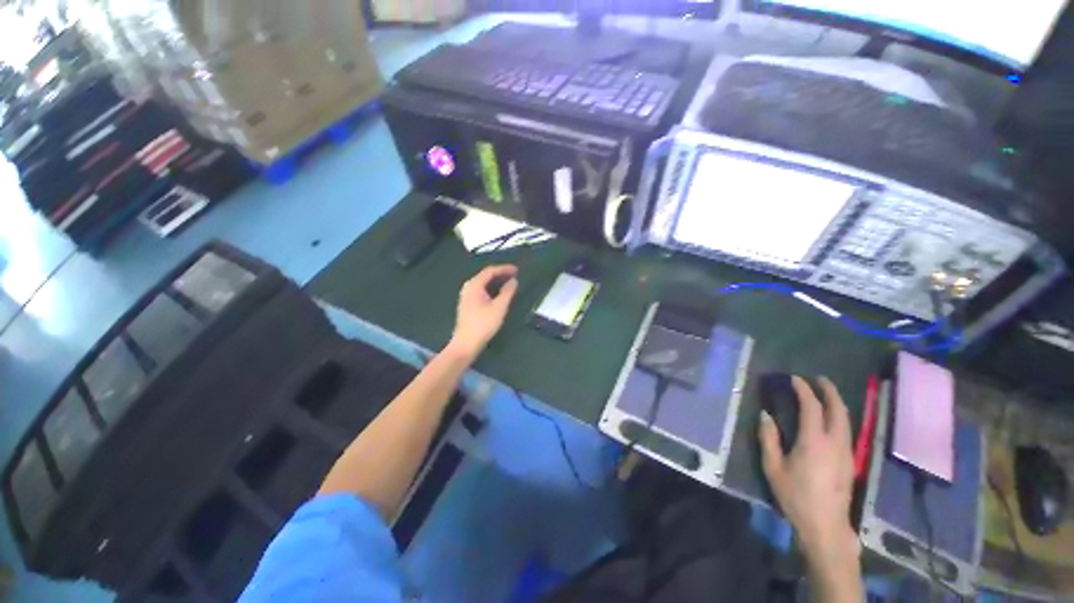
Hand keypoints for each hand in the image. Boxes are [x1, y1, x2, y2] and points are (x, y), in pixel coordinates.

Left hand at [447, 265, 518, 361]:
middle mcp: (469, 288)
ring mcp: (467, 296)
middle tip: (515, 275)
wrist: (466, 343)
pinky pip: (482, 291)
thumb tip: (513, 281)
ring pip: (483, 284)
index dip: (504, 269)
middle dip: (501, 274)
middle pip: (486, 276)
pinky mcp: (468, 304)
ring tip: (510, 283)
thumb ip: (507, 292)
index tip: (517, 270)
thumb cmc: (483, 324)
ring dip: (497, 282)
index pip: (490, 271)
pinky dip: (492, 289)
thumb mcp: (499, 307)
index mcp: (474, 285)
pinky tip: (500, 294)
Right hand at [759, 376, 859, 577]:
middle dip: (829, 391)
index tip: (795, 379)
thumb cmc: (795, 495)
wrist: (825, 525)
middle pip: (838, 410)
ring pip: (846, 420)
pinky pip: (847, 430)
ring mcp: (846, 452)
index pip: (812, 407)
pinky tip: (832, 418)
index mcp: (814, 441)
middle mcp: (835, 442)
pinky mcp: (850, 461)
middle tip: (819, 379)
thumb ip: (769, 439)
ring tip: (826, 393)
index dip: (804, 390)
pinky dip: (839, 417)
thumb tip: (765, 415)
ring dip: (837, 403)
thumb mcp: (773, 467)